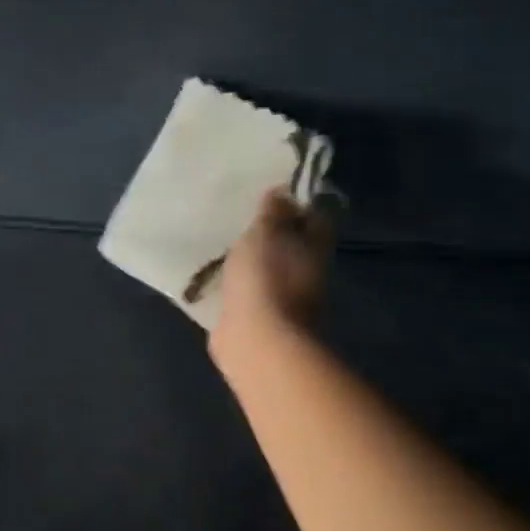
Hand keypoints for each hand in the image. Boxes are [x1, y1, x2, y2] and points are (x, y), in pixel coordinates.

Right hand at [210, 187, 333, 371]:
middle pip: (291, 244)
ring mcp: (282, 298)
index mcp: (313, 247)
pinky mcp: (256, 317)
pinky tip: (216, 274)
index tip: (271, 192)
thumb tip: (283, 190)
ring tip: (224, 243)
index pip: (314, 217)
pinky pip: (247, 292)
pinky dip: (236, 284)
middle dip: (271, 233)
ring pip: (268, 269)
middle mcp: (304, 272)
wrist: (255, 340)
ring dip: (252, 260)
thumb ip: (273, 211)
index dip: (296, 203)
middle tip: (242, 217)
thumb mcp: (266, 232)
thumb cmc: (264, 278)